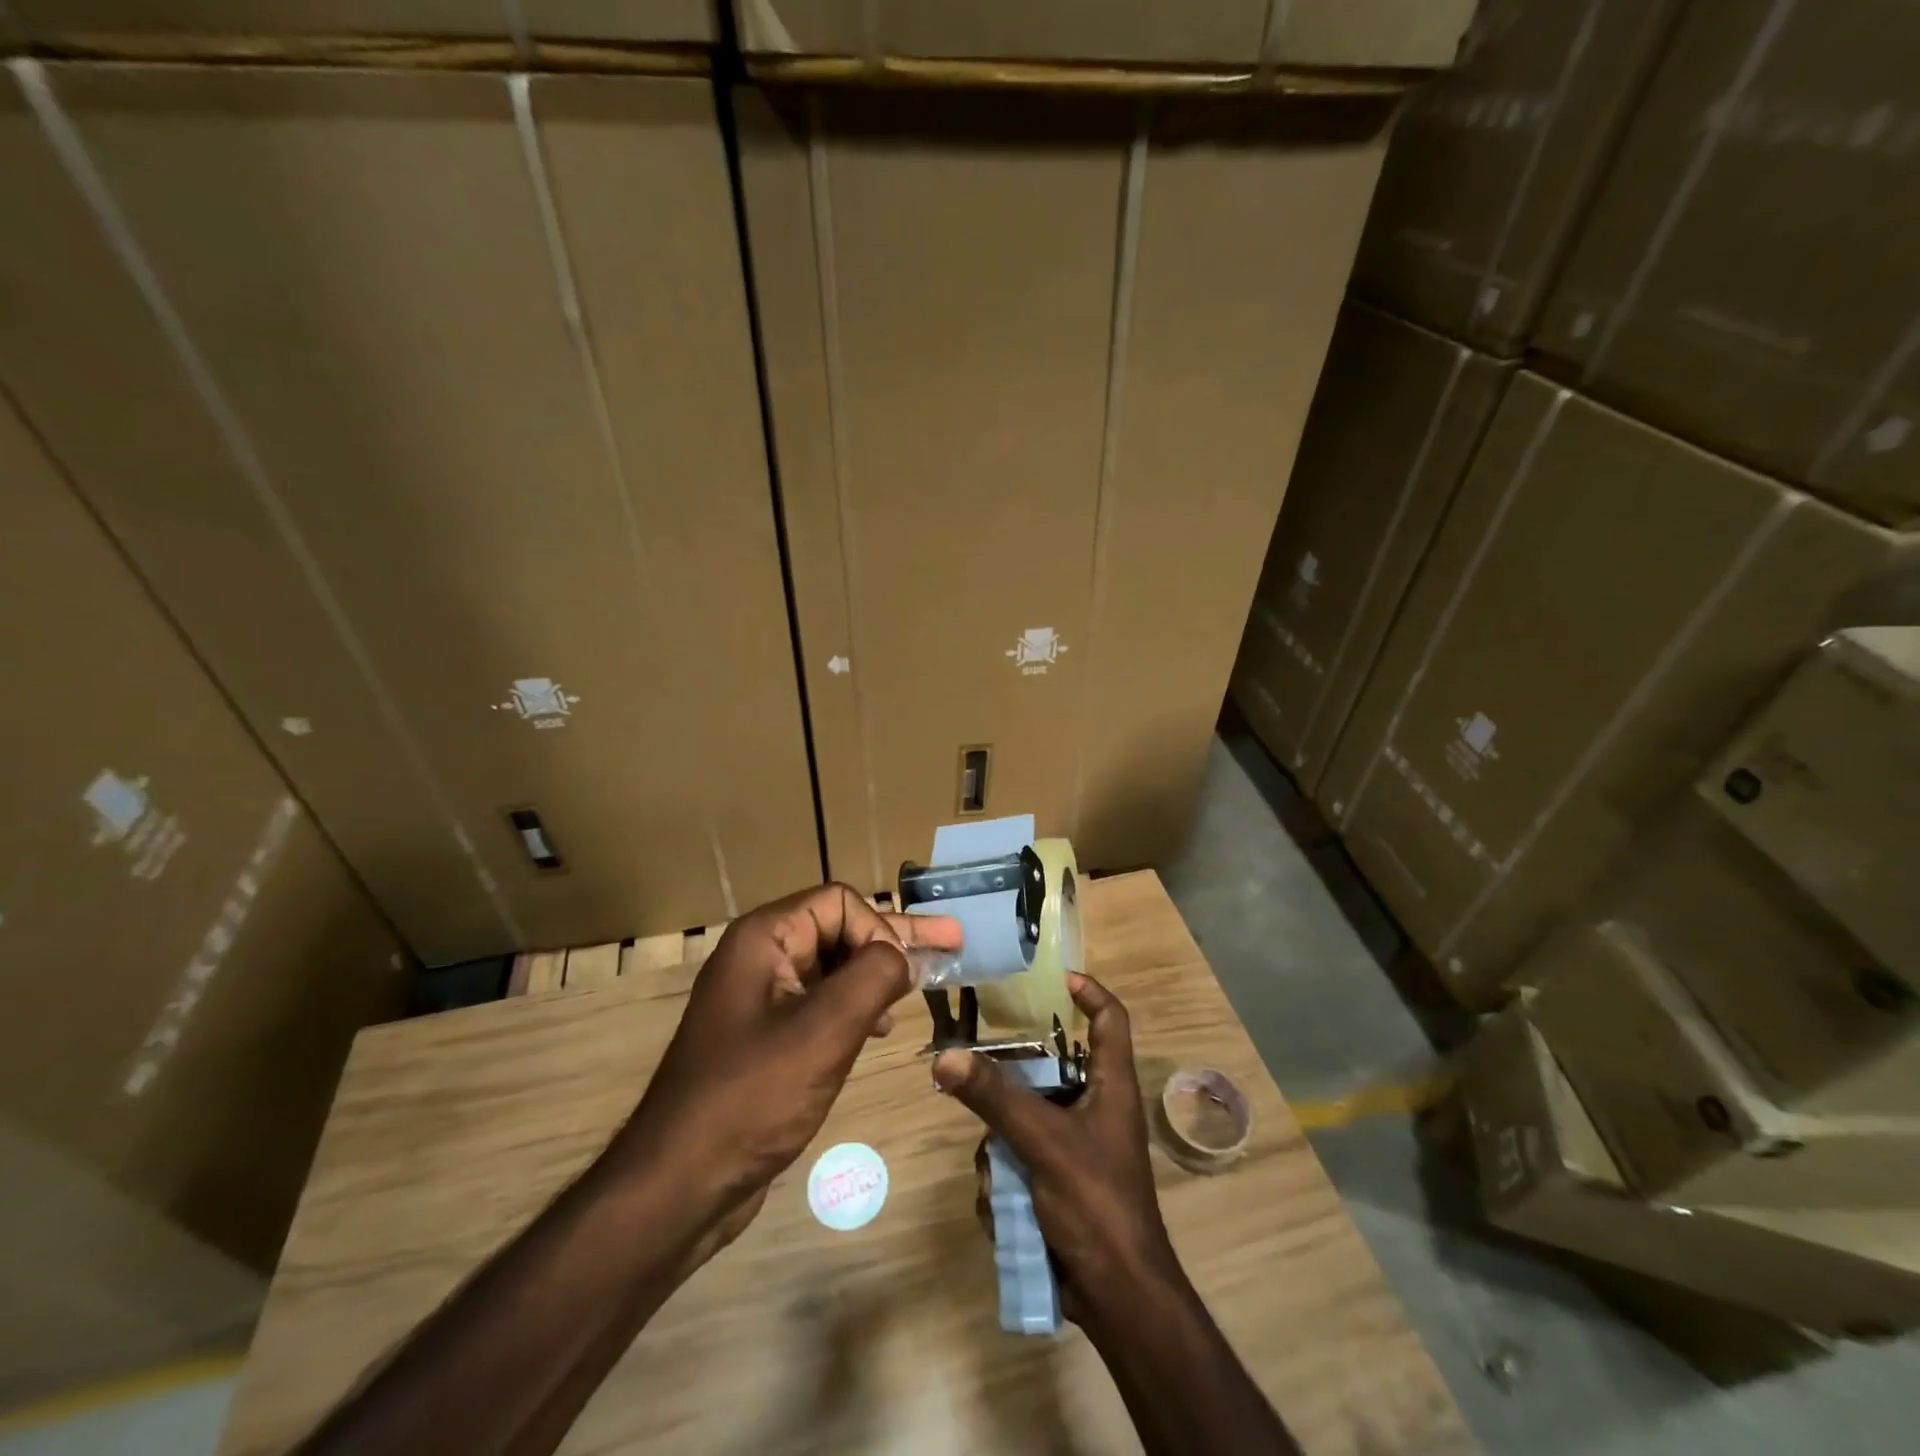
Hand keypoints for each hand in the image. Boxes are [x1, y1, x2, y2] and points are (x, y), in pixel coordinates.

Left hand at [615, 884, 961, 1259]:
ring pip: (832, 966)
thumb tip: (900, 954)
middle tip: (952, 941)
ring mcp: (760, 997)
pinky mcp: (765, 1035)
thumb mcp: (824, 1030)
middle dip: (895, 939)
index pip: (839, 902)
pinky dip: (855, 1005)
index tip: (903, 975)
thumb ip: (873, 977)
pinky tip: (880, 1026)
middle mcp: (759, 956)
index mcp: (764, 938)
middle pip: (838, 928)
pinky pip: (820, 1001)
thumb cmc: (752, 1097)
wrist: (680, 1184)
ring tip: (922, 986)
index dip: (878, 929)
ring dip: (877, 973)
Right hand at [932, 974, 1179, 1324]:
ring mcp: (1073, 1145)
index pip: (1110, 1017)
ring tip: (997, 1172)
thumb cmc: (1097, 1203)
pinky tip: (1003, 1207)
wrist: (1117, 1299)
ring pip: (1022, 1118)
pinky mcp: (1056, 1179)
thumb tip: (944, 1056)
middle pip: (1048, 1068)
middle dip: (1010, 1083)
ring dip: (1001, 1146)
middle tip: (977, 1073)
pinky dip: (1005, 1180)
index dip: (1088, 990)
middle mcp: (1094, 1106)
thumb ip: (995, 1098)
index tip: (1053, 977)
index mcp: (1111, 1085)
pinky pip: (1018, 1159)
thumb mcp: (1044, 1142)